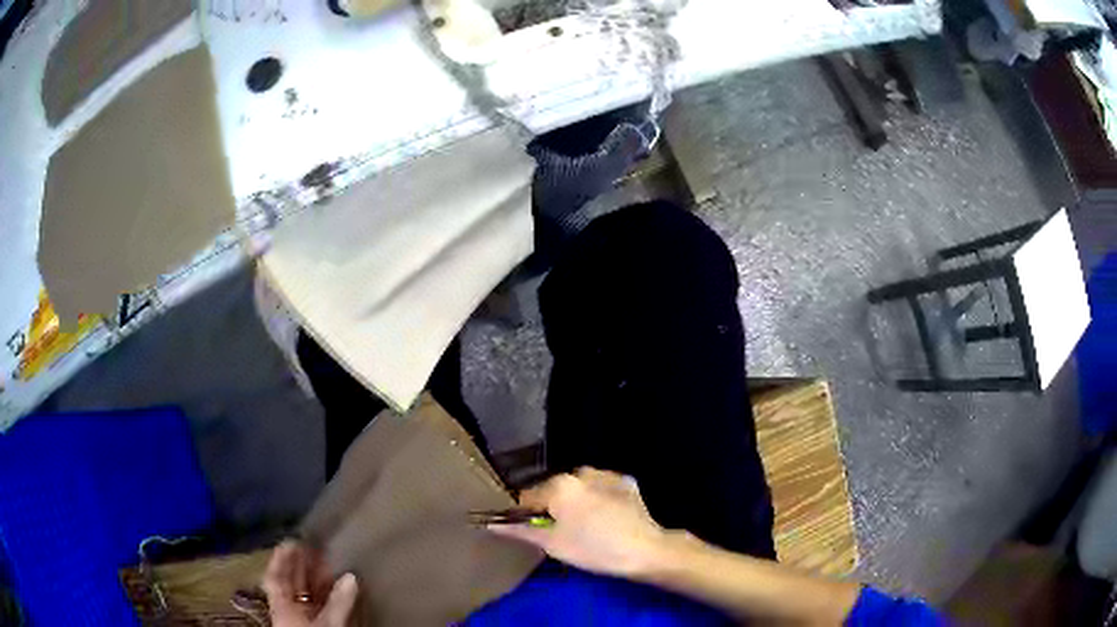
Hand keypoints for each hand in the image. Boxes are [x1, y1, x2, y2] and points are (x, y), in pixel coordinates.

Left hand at [262, 540, 358, 626]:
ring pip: (305, 594)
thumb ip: (338, 601)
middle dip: (301, 565)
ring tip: (326, 561)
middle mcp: (288, 609)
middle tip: (313, 546)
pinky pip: (317, 605)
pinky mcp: (314, 625)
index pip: (275, 577)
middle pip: (291, 583)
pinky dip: (325, 594)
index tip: (291, 540)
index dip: (281, 559)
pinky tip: (335, 586)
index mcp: (282, 606)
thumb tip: (351, 577)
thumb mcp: (328, 624)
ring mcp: (301, 618)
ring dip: (314, 578)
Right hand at [488, 467, 666, 577]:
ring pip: (578, 488)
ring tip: (587, 528)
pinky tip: (606, 519)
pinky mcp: (626, 483)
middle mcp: (580, 472)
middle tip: (563, 535)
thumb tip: (491, 524)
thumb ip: (521, 530)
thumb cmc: (593, 549)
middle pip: (554, 490)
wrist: (645, 549)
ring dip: (576, 503)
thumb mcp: (552, 544)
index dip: (527, 516)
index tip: (537, 533)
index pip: (528, 497)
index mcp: (559, 485)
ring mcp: (606, 475)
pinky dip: (598, 500)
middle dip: (553, 508)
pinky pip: (601, 489)